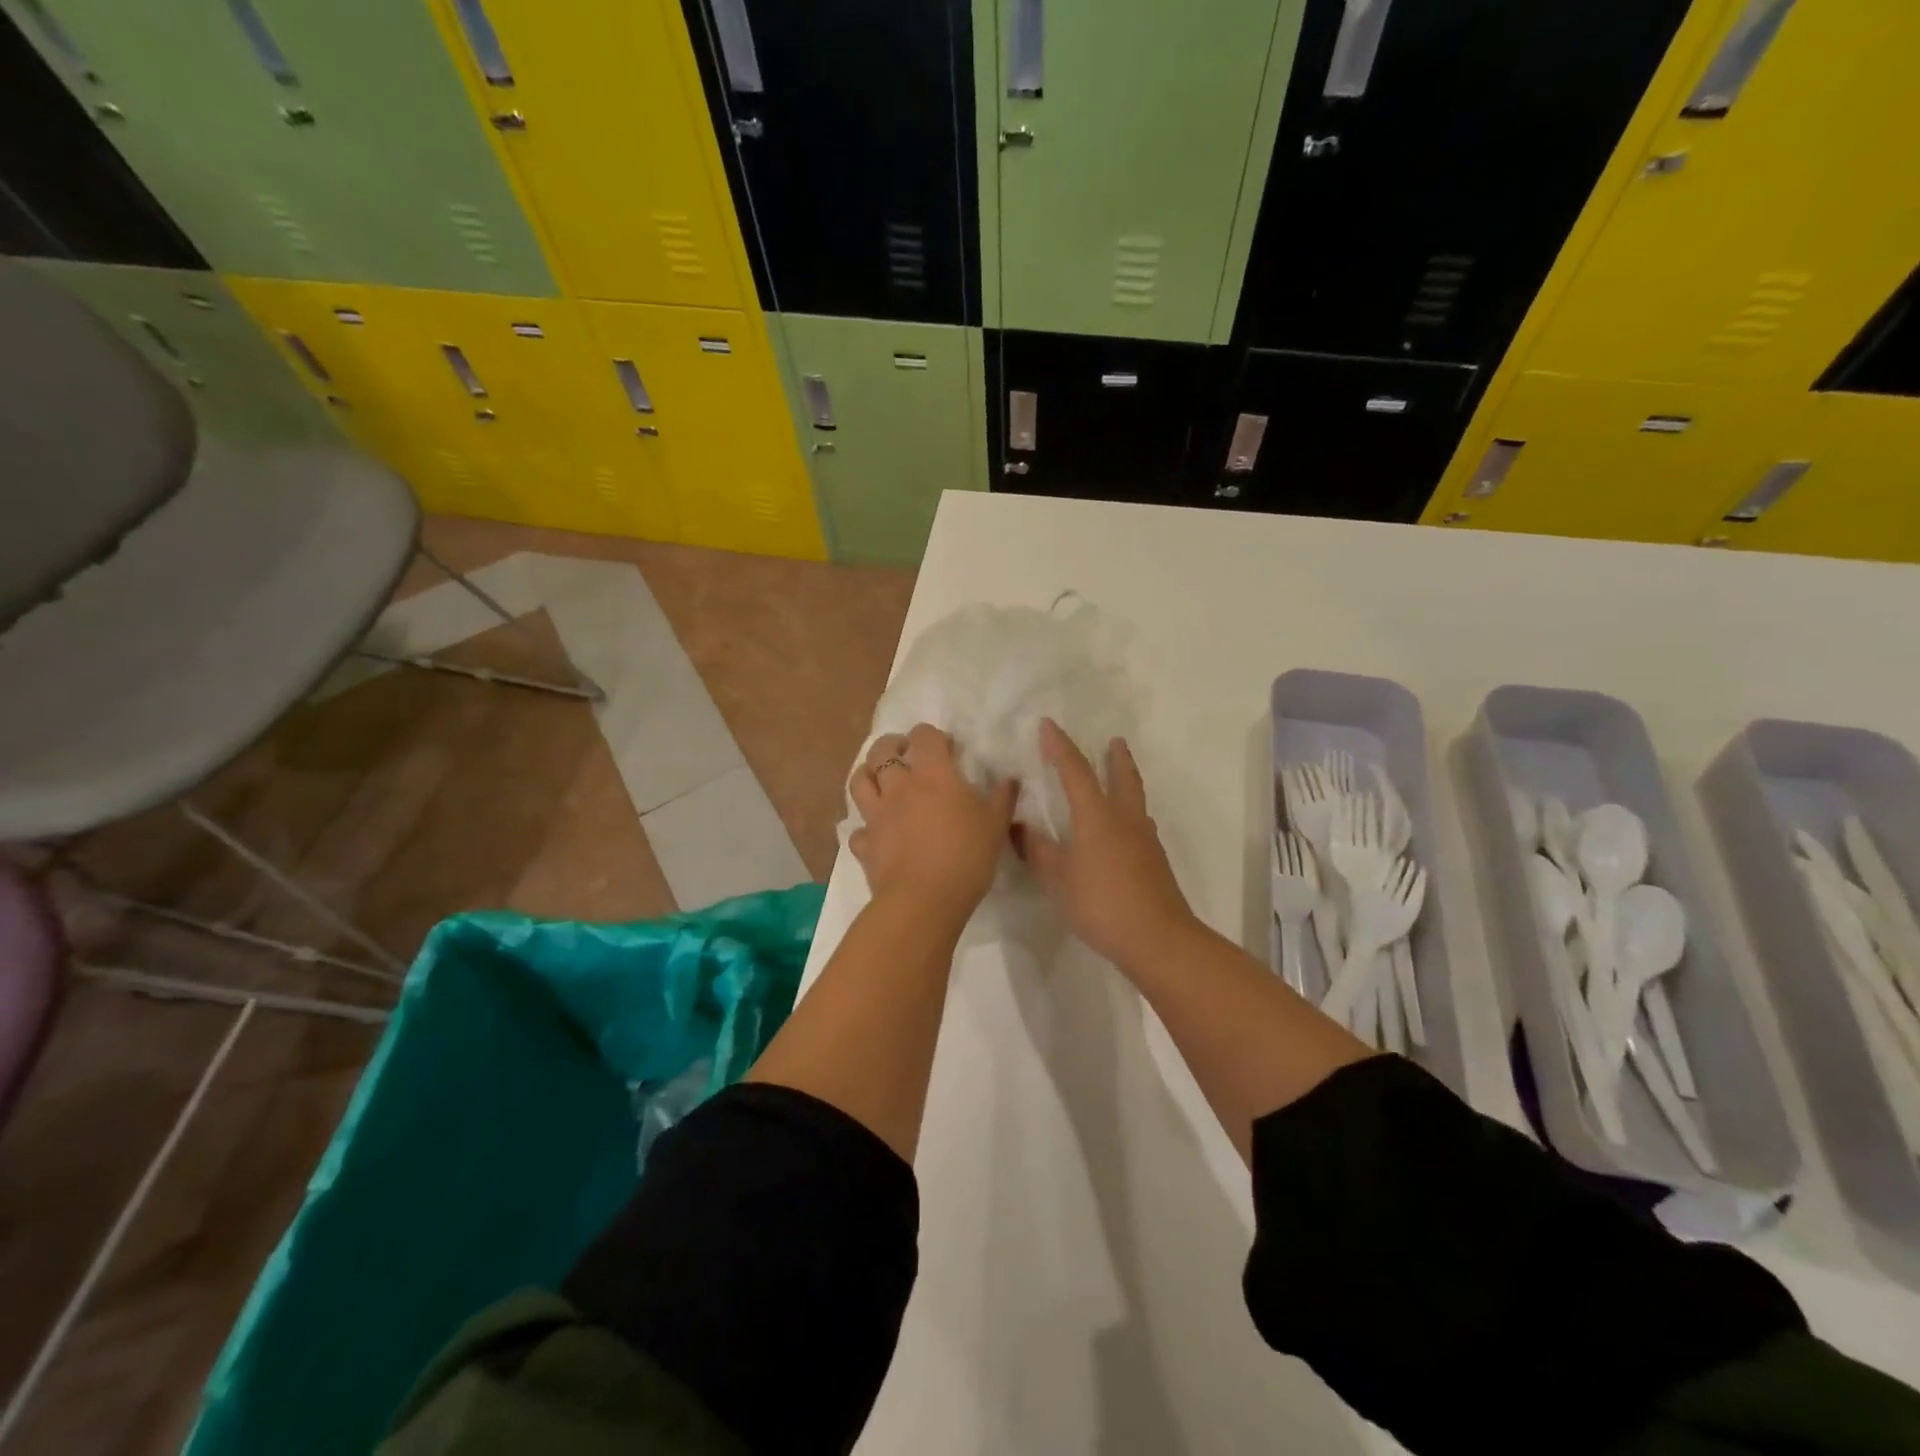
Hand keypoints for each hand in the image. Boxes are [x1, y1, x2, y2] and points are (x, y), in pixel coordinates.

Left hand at [849, 724, 1015, 923]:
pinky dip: (866, 826)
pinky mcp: (865, 844)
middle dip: (893, 744)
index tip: (947, 748)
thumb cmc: (966, 856)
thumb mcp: (995, 825)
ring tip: (881, 779)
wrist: (924, 900)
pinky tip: (877, 832)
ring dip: (868, 773)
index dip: (933, 736)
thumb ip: (1002, 798)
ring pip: (859, 781)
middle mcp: (899, 787)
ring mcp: (877, 815)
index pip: (924, 736)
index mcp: (932, 775)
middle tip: (906, 753)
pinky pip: (859, 829)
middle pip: (882, 751)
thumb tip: (1009, 779)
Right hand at [1016, 719, 1197, 969]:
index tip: (1049, 724)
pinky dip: (1130, 812)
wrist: (1157, 938)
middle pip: (1122, 777)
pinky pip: (1140, 822)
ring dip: (1127, 780)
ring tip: (1120, 776)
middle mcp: (1123, 818)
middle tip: (1114, 740)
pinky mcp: (1155, 860)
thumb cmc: (1100, 903)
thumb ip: (1037, 850)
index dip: (1060, 747)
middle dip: (1115, 757)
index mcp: (1096, 816)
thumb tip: (1019, 825)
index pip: (1075, 771)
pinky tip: (1126, 828)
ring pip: (1135, 798)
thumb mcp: (1056, 878)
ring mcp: (1144, 839)